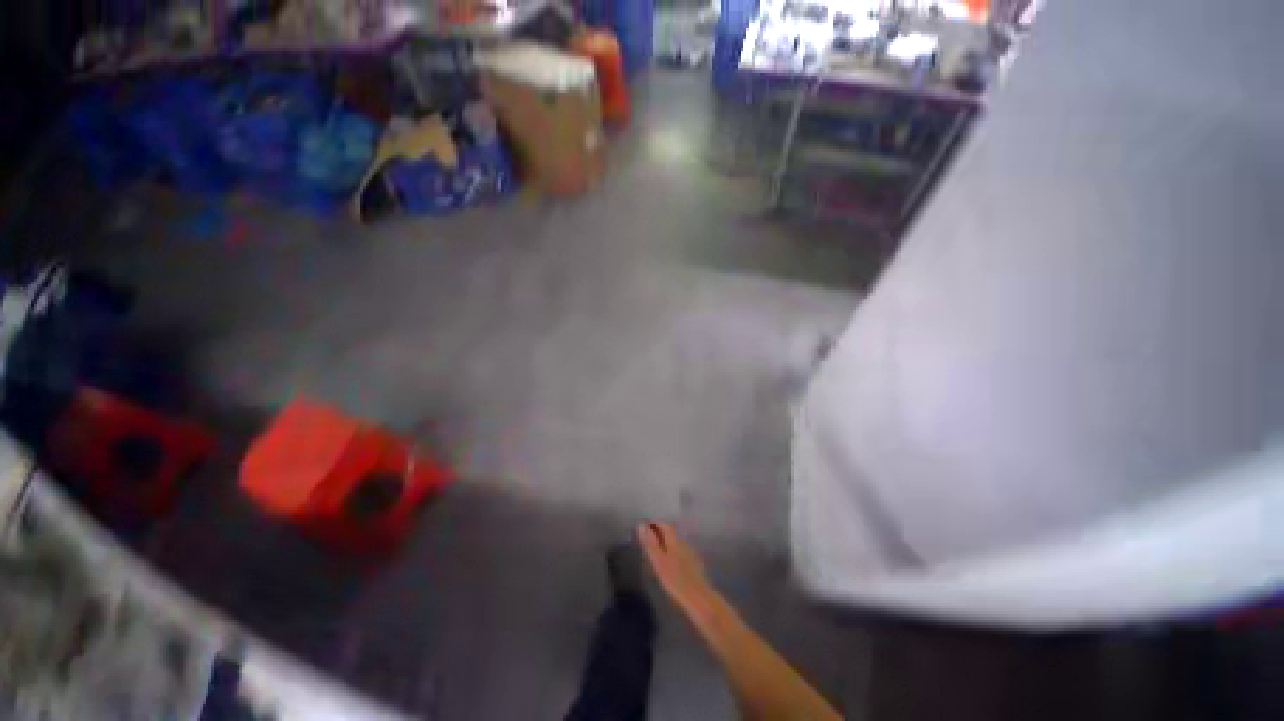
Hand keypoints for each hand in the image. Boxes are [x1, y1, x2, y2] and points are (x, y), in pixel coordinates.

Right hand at [638, 522, 714, 610]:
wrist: (698, 597)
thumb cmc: (675, 579)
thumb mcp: (659, 561)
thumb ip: (650, 543)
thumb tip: (641, 525)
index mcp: (674, 539)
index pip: (663, 524)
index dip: (653, 523)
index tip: (643, 527)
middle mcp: (683, 541)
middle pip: (670, 530)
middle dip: (659, 531)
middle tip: (647, 537)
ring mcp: (689, 550)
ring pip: (675, 539)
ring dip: (665, 540)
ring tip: (655, 547)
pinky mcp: (693, 561)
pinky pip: (680, 548)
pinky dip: (672, 549)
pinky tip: (669, 559)